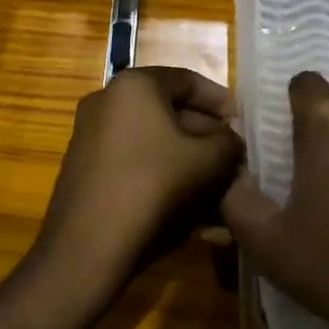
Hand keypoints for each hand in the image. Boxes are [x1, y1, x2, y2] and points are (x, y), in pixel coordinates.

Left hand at [31, 67, 244, 306]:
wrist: (86, 247)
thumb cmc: (152, 187)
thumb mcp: (208, 161)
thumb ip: (228, 143)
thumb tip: (229, 142)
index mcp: (134, 85)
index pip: (188, 80)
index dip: (221, 101)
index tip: (243, 125)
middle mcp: (107, 100)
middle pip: (170, 112)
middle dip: (205, 138)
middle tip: (232, 162)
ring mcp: (91, 135)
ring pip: (154, 142)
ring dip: (187, 163)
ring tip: (217, 192)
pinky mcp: (86, 169)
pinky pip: (135, 162)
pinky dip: (163, 177)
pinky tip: (188, 210)